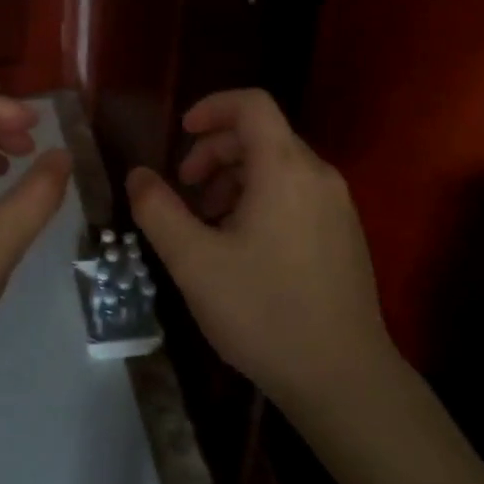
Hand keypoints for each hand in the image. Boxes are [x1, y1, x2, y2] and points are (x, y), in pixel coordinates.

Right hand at [126, 89, 392, 415]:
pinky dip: (262, 198)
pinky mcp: (345, 234)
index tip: (181, 133)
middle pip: (262, 135)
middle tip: (185, 190)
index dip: (212, 107)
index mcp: (285, 168)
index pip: (251, 104)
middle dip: (215, 151)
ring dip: (235, 178)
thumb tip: (138, 175)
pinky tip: (242, 246)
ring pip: (279, 166)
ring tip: (208, 223)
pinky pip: (297, 193)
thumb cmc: (264, 312)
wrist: (344, 379)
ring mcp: (338, 205)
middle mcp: (318, 174)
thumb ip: (158, 210)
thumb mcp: (194, 262)